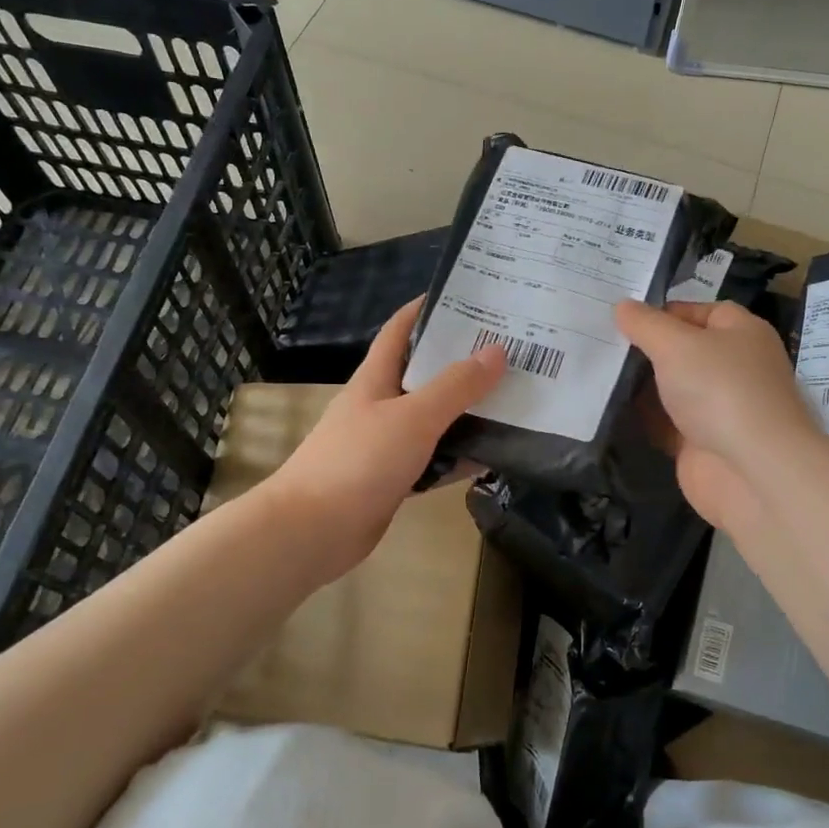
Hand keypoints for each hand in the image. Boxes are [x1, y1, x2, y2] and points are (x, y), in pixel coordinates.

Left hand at [268, 298, 503, 579]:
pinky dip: (461, 455)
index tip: (470, 297)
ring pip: (435, 418)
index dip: (429, 308)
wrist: (313, 530)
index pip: (402, 329)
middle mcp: (382, 404)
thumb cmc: (358, 461)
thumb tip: (497, 351)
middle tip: (511, 351)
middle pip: (426, 373)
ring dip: (469, 411)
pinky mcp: (395, 477)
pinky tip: (496, 454)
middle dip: (464, 361)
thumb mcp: (413, 417)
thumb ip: (456, 386)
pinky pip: (436, 458)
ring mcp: (388, 442)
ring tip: (515, 398)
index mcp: (377, 378)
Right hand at [615, 299, 825, 532]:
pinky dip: (642, 419)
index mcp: (740, 332)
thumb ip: (646, 324)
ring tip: (592, 371)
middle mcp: (732, 366)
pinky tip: (607, 408)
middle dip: (644, 348)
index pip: (697, 311)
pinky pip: (665, 423)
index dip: (660, 312)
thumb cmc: (720, 390)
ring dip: (639, 385)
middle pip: (682, 350)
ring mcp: (718, 407)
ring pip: (671, 388)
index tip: (619, 317)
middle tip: (597, 341)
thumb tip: (623, 306)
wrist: (752, 471)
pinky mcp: (701, 442)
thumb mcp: (676, 344)